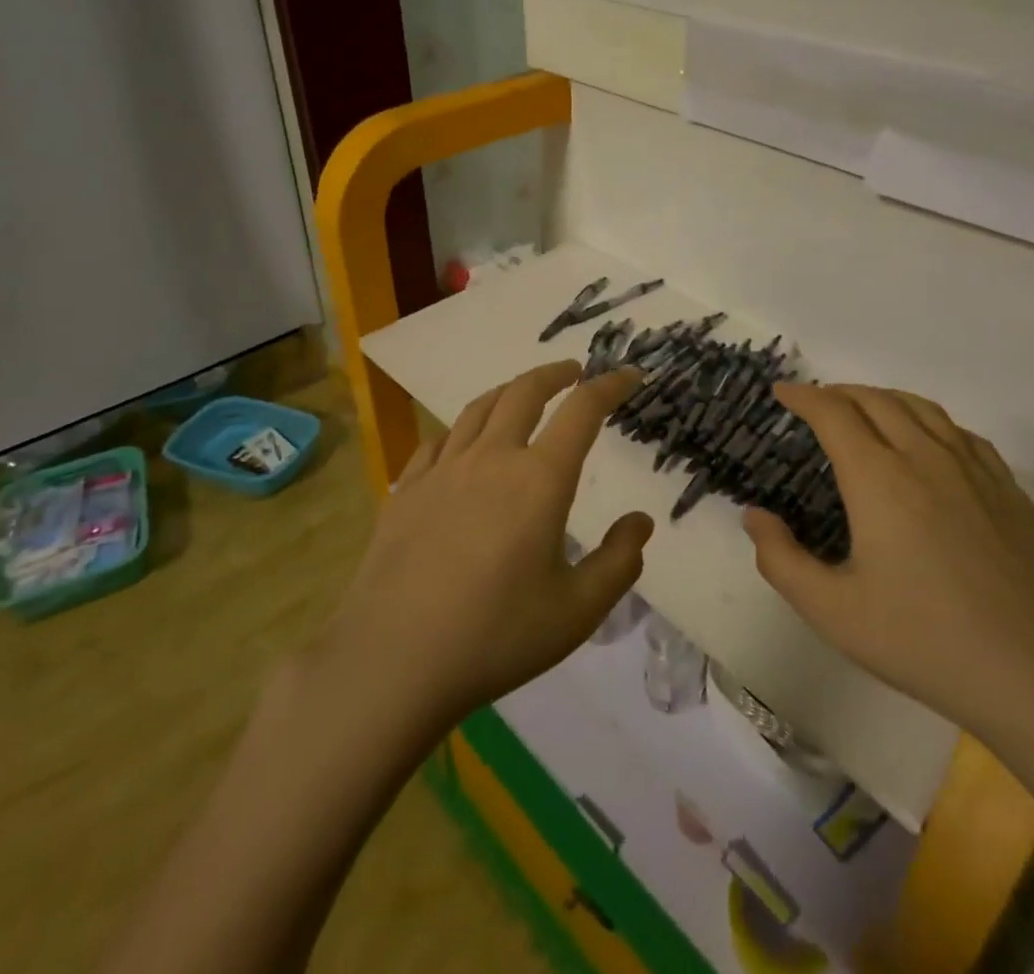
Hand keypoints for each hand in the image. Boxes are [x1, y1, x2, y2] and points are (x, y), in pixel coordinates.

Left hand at [322, 361, 651, 724]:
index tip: (628, 376)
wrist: (393, 661)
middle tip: (572, 373)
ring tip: (521, 394)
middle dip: (554, 374)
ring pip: (478, 409)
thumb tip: (641, 521)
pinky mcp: (405, 491)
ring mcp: (442, 470)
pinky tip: (460, 444)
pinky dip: (460, 431)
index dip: (610, 385)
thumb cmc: (496, 636)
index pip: (583, 411)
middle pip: (524, 392)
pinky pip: (437, 442)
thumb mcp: (577, 611)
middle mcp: (492, 458)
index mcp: (540, 479)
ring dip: (508, 392)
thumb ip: (618, 562)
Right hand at [744, 383, 1033, 752]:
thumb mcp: (832, 612)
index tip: (782, 392)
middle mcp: (924, 457)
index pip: (833, 413)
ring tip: (863, 410)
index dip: (802, 396)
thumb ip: (781, 560)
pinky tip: (927, 441)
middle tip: (815, 403)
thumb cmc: (922, 642)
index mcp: (878, 479)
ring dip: (882, 398)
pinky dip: (928, 420)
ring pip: (921, 407)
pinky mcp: (1007, 488)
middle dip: (838, 392)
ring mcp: (973, 469)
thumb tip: (755, 515)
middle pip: (875, 399)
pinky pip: (960, 432)